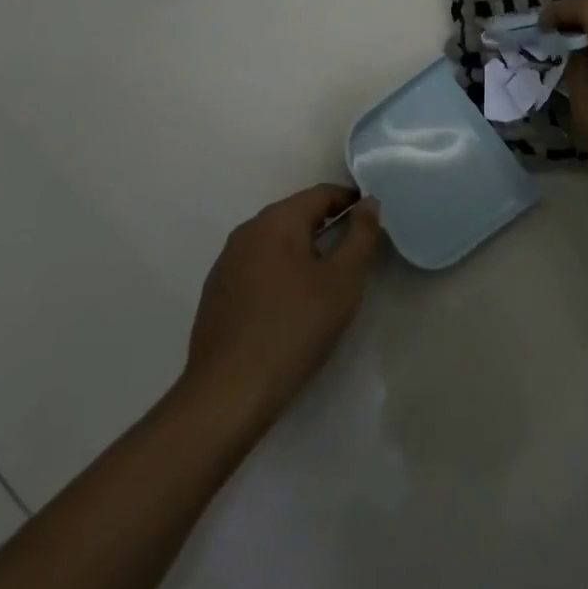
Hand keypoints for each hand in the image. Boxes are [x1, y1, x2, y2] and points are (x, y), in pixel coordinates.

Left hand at [184, 185, 383, 425]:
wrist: (227, 394)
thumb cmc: (294, 328)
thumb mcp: (343, 281)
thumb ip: (361, 235)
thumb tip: (368, 202)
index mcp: (277, 220)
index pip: (321, 194)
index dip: (350, 201)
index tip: (370, 221)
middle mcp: (248, 231)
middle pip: (296, 215)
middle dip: (326, 227)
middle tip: (352, 255)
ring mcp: (226, 262)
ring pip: (275, 242)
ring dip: (302, 251)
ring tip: (323, 282)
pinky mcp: (216, 292)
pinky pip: (256, 267)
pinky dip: (278, 273)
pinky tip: (288, 306)